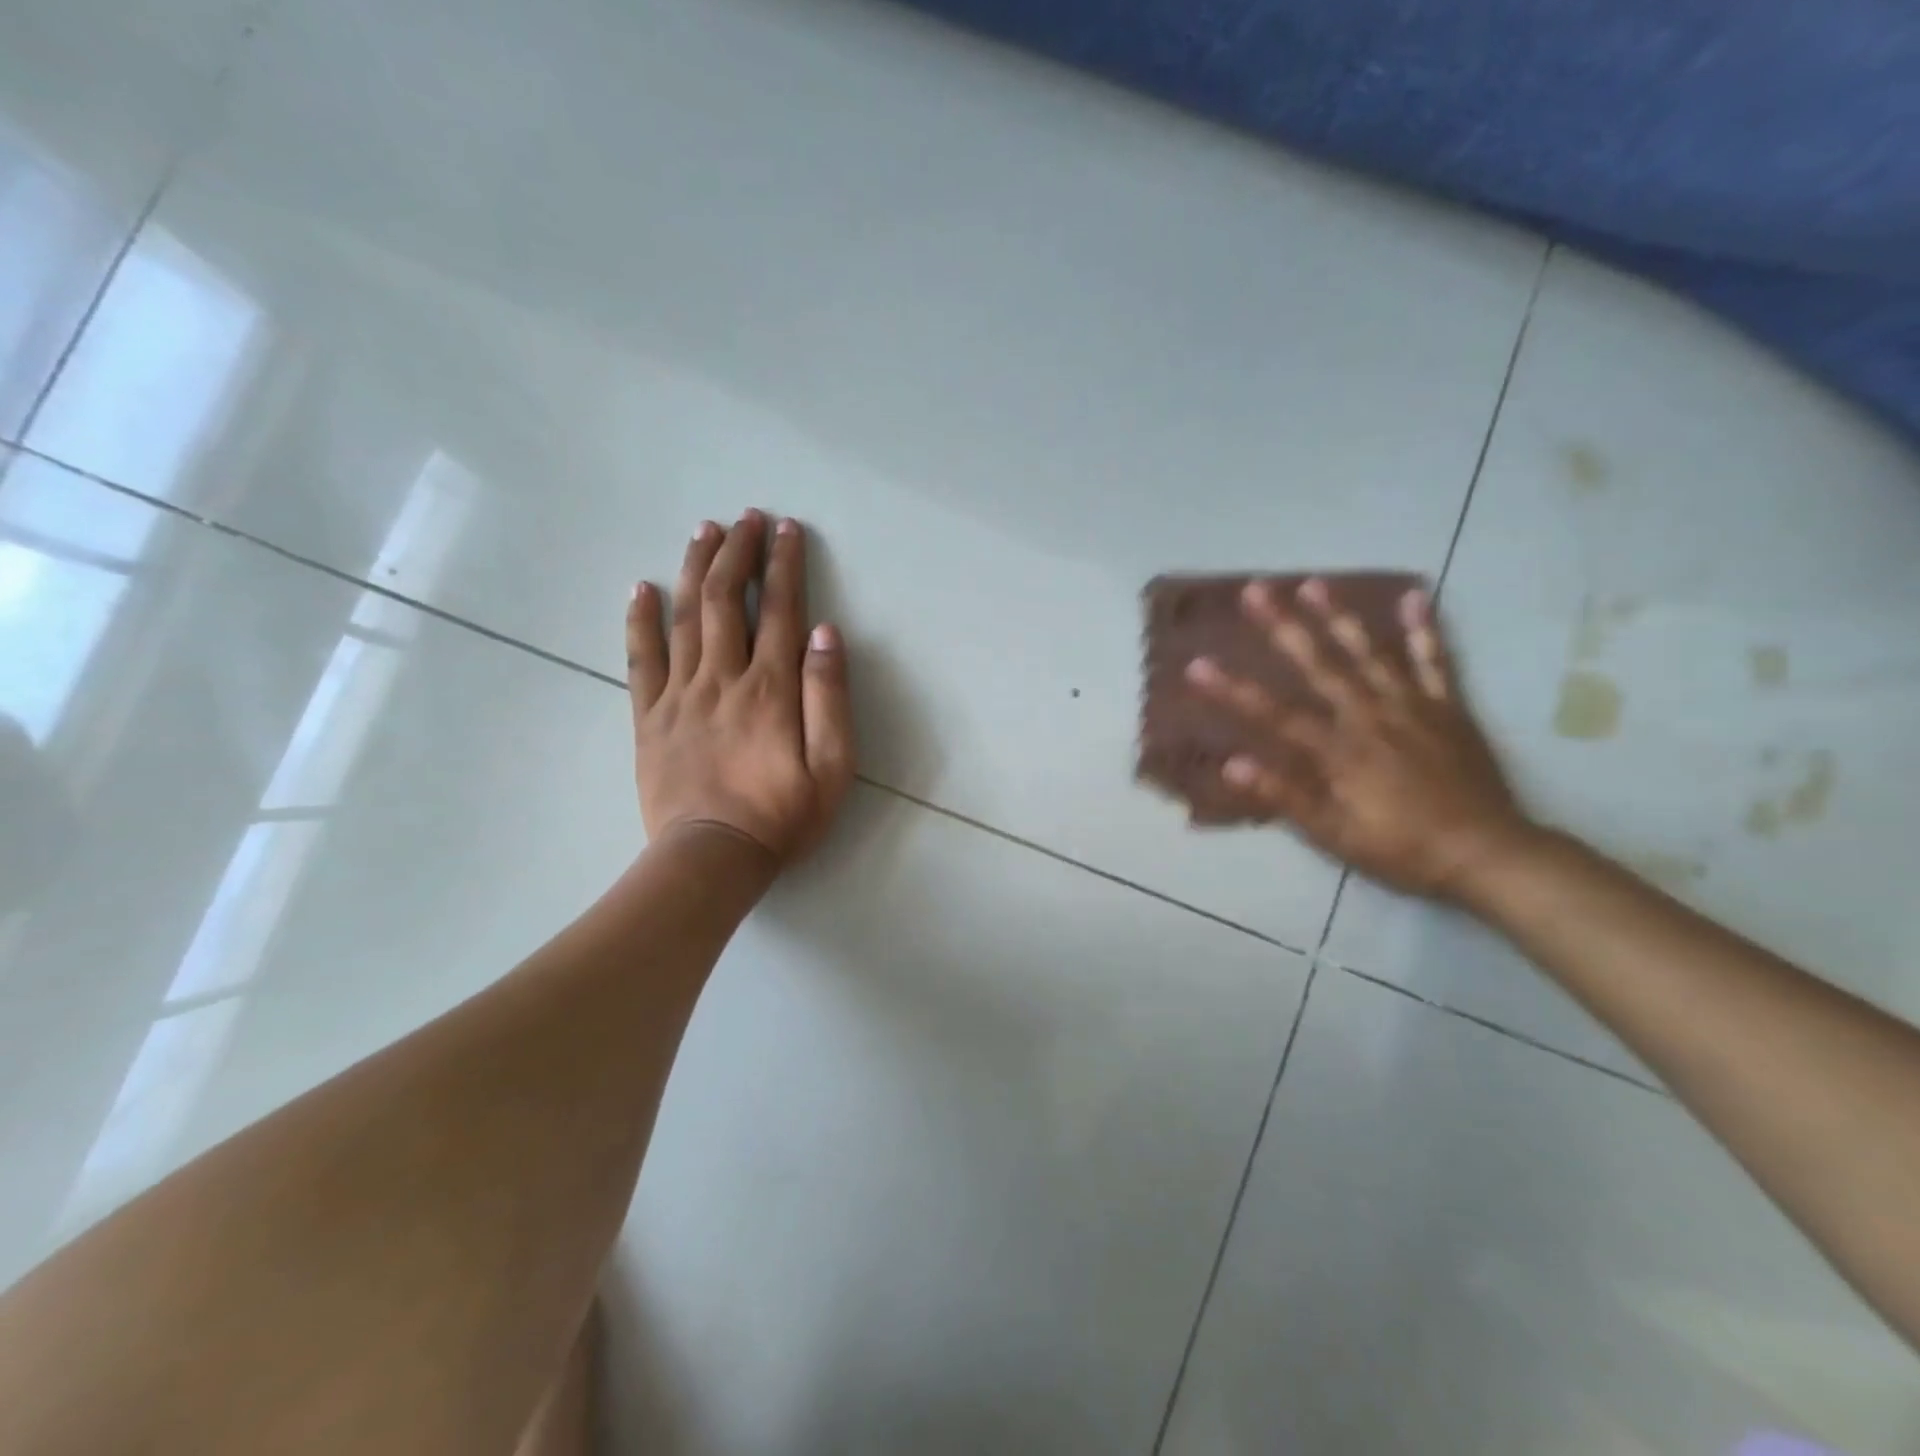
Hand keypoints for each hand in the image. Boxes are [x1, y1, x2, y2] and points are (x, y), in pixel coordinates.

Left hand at [626, 511, 854, 865]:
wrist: (712, 857)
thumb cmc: (782, 816)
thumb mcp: (833, 766)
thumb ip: (830, 697)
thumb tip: (825, 633)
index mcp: (771, 688)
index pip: (780, 611)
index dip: (784, 565)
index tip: (786, 529)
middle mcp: (723, 678)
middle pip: (727, 601)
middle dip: (737, 553)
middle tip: (743, 518)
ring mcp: (680, 695)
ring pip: (685, 617)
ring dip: (695, 569)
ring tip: (702, 531)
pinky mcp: (649, 717)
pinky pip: (641, 659)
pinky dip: (640, 620)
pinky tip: (641, 589)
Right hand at [1186, 578, 1534, 900]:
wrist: (1486, 854)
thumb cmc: (1401, 849)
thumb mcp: (1334, 834)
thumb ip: (1285, 795)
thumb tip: (1232, 764)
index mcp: (1339, 750)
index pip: (1274, 714)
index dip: (1232, 689)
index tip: (1197, 665)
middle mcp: (1370, 716)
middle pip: (1319, 665)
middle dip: (1283, 627)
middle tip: (1256, 591)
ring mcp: (1412, 707)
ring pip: (1370, 652)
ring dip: (1339, 616)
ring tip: (1313, 583)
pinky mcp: (1448, 708)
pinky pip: (1435, 661)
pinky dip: (1423, 629)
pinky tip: (1412, 596)